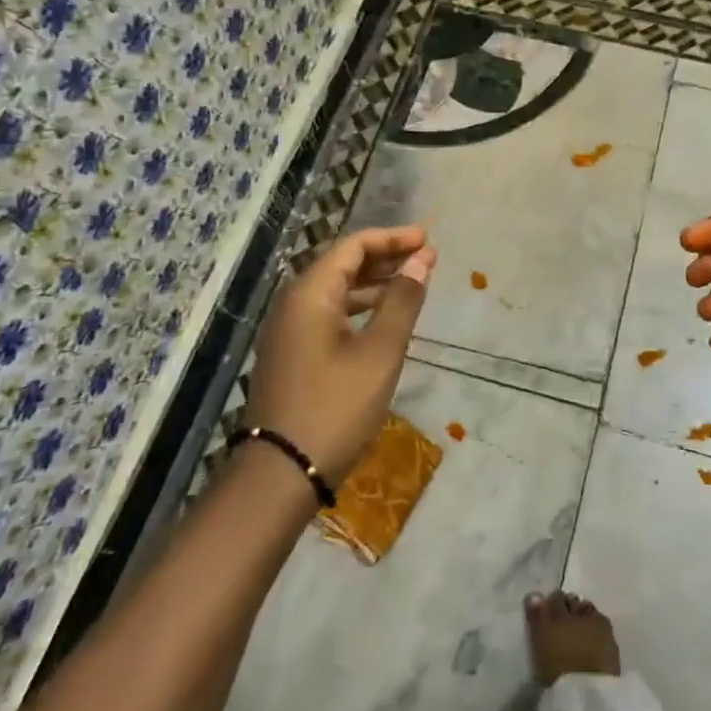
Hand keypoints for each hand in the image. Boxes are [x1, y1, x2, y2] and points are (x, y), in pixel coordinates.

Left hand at [248, 225, 435, 484]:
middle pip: (343, 264)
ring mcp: (289, 330)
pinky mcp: (292, 353)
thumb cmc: (336, 407)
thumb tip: (421, 261)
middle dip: (386, 257)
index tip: (429, 240)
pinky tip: (384, 319)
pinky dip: (360, 308)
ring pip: (337, 291)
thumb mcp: (380, 353)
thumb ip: (402, 301)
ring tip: (413, 284)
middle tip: (427, 259)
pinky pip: (330, 313)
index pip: (354, 246)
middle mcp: (294, 303)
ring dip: (375, 283)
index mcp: (310, 293)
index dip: (393, 238)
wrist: (282, 472)